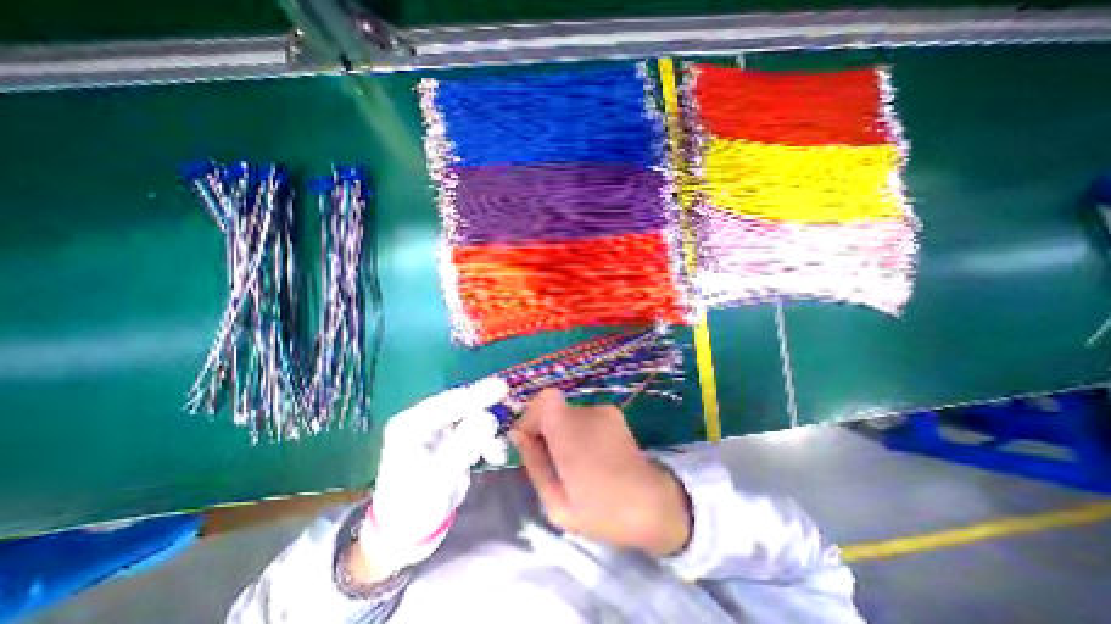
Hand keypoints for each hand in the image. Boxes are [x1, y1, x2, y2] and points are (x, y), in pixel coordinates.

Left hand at [353, 379, 509, 581]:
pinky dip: (487, 441)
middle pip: (462, 406)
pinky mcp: (451, 439)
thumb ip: (464, 444)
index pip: (448, 402)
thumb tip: (489, 418)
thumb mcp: (439, 477)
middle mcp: (424, 420)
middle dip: (485, 414)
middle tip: (509, 412)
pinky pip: (475, 431)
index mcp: (411, 424)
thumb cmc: (416, 506)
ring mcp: (438, 429)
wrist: (409, 532)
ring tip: (498, 453)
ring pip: (472, 419)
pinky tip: (494, 456)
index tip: (502, 388)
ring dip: (488, 433)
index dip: (476, 394)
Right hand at [509, 390, 686, 555]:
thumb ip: (534, 463)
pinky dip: (578, 432)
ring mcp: (603, 411)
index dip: (531, 416)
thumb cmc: (602, 511)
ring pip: (567, 414)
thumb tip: (519, 435)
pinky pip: (584, 418)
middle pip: (553, 407)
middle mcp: (587, 413)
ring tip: (574, 465)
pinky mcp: (614, 414)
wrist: (652, 505)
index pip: (544, 399)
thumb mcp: (556, 503)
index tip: (529, 442)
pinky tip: (590, 457)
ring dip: (562, 433)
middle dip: (544, 429)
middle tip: (550, 461)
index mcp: (571, 432)